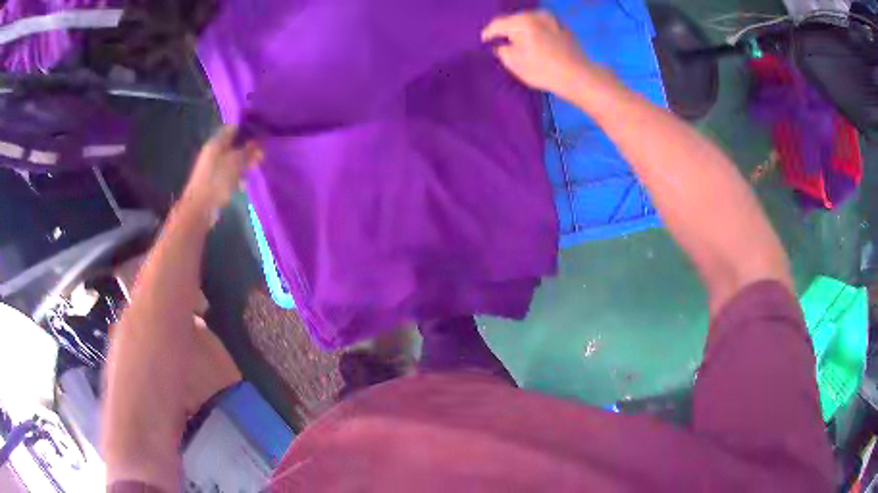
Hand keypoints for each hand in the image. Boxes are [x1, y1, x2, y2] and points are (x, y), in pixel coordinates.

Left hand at [182, 125, 261, 223]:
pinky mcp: (214, 182)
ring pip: (232, 160)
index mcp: (216, 142)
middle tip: (261, 155)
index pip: (233, 128)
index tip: (261, 134)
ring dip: (244, 164)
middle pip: (233, 145)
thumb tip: (258, 142)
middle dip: (248, 149)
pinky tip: (244, 183)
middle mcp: (213, 152)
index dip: (247, 129)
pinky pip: (228, 175)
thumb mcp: (236, 162)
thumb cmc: (217, 180)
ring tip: (255, 168)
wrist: (200, 208)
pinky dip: (237, 177)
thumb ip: (247, 151)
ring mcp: (213, 168)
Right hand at [482, 11, 612, 101]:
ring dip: (522, 29)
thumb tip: (500, 45)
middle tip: (500, 41)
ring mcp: (552, 19)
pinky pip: (542, 25)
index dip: (488, 33)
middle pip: (514, 20)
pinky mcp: (563, 26)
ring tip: (518, 41)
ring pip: (529, 21)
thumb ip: (501, 50)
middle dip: (506, 30)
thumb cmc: (543, 70)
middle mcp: (536, 14)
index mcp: (521, 21)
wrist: (578, 76)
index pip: (497, 24)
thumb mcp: (514, 63)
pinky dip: (536, 31)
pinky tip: (536, 42)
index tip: (484, 42)